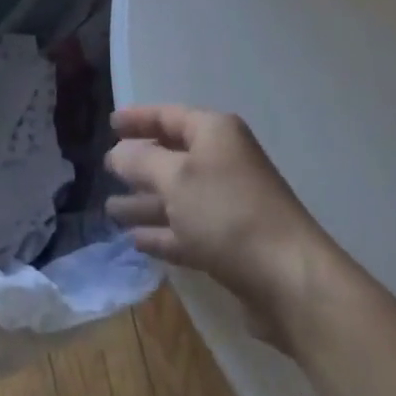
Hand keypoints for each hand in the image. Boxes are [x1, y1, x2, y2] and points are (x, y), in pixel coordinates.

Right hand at [105, 105, 328, 340]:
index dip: (138, 118)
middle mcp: (223, 161)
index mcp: (215, 133)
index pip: (169, 115)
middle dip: (139, 164)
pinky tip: (136, 240)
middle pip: (173, 155)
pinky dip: (163, 232)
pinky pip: (187, 229)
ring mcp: (228, 203)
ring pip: (177, 196)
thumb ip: (142, 162)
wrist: (289, 279)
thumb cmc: (228, 213)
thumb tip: (118, 152)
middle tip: (107, 169)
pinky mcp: (230, 243)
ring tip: (110, 210)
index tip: (109, 124)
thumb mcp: (176, 179)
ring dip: (145, 202)